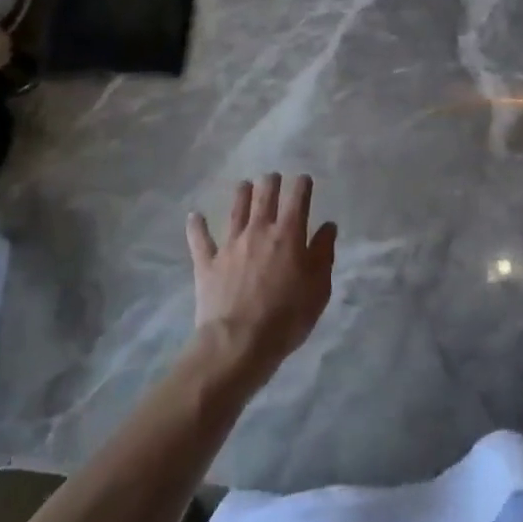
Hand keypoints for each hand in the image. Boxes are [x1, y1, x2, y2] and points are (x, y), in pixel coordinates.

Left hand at [185, 174, 335, 387]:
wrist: (238, 343)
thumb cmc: (286, 318)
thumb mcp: (318, 289)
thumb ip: (323, 253)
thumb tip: (328, 227)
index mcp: (288, 234)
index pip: (298, 198)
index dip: (302, 185)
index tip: (304, 180)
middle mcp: (258, 230)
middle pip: (264, 195)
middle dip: (271, 182)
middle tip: (273, 178)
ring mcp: (230, 244)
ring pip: (235, 208)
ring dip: (241, 193)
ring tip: (244, 185)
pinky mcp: (207, 262)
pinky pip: (200, 238)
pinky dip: (196, 225)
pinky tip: (194, 216)